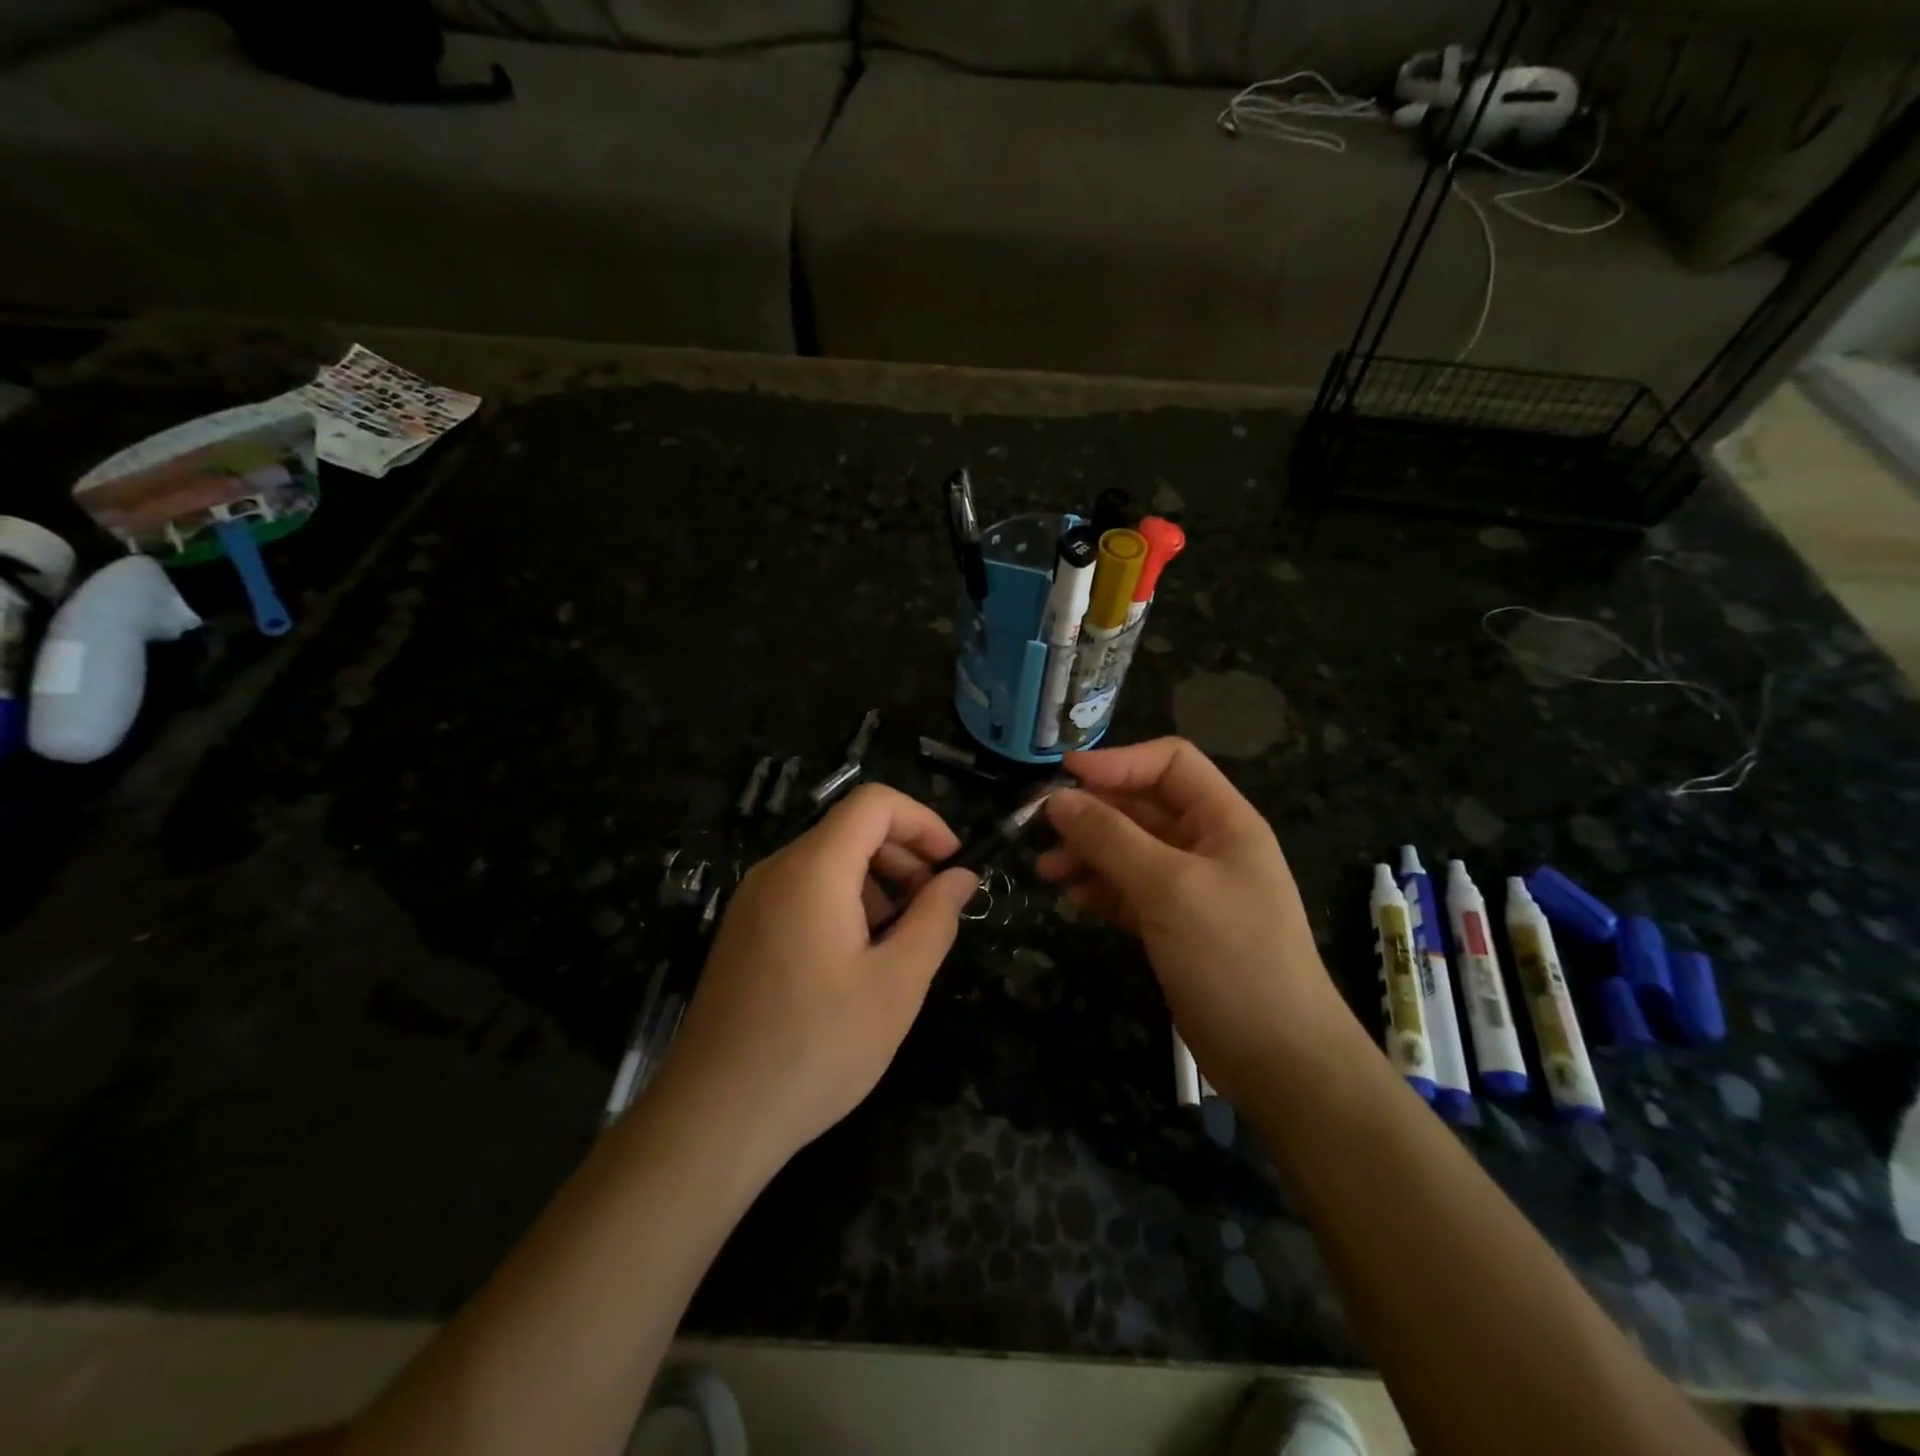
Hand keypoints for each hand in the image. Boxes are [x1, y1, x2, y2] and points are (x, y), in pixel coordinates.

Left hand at [660, 785, 976, 1170]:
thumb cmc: (817, 1047)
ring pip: (827, 862)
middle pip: (850, 829)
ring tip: (901, 940)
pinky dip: (844, 903)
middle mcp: (776, 870)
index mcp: (813, 870)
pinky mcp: (744, 931)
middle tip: (935, 908)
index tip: (954, 866)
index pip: (874, 803)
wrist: (715, 1117)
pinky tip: (858, 959)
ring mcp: (752, 901)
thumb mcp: (897, 984)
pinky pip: (803, 892)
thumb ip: (935, 919)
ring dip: (876, 883)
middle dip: (904, 855)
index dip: (924, 822)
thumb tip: (961, 877)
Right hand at [1036, 738, 1345, 1100]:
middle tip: (1041, 826)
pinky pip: (1127, 890)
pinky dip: (1099, 888)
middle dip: (1093, 812)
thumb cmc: (1232, 958)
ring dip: (1087, 852)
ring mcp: (1189, 887)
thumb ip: (1111, 839)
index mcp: (1223, 820)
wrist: (1278, 1060)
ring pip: (1128, 850)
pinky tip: (1071, 897)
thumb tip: (1057, 799)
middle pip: (1142, 806)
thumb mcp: (1170, 889)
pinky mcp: (1172, 925)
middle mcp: (1206, 845)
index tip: (1064, 775)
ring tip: (1046, 869)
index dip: (1118, 762)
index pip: (1170, 763)